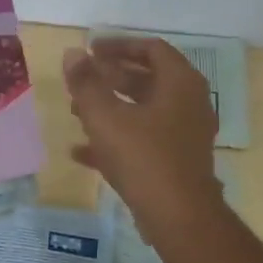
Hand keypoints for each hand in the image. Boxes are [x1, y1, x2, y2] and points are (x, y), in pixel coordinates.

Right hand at [63, 37, 221, 236]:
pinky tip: (81, 152)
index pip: (150, 48)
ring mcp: (184, 135)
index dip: (118, 45)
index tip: (90, 50)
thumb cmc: (143, 158)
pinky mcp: (176, 162)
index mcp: (180, 83)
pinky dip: (116, 139)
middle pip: (147, 79)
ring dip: (110, 108)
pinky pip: (143, 141)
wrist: (178, 217)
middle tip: (81, 79)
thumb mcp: (106, 117)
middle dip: (110, 77)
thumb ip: (86, 83)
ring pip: (143, 111)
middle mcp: (189, 104)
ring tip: (75, 111)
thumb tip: (73, 53)